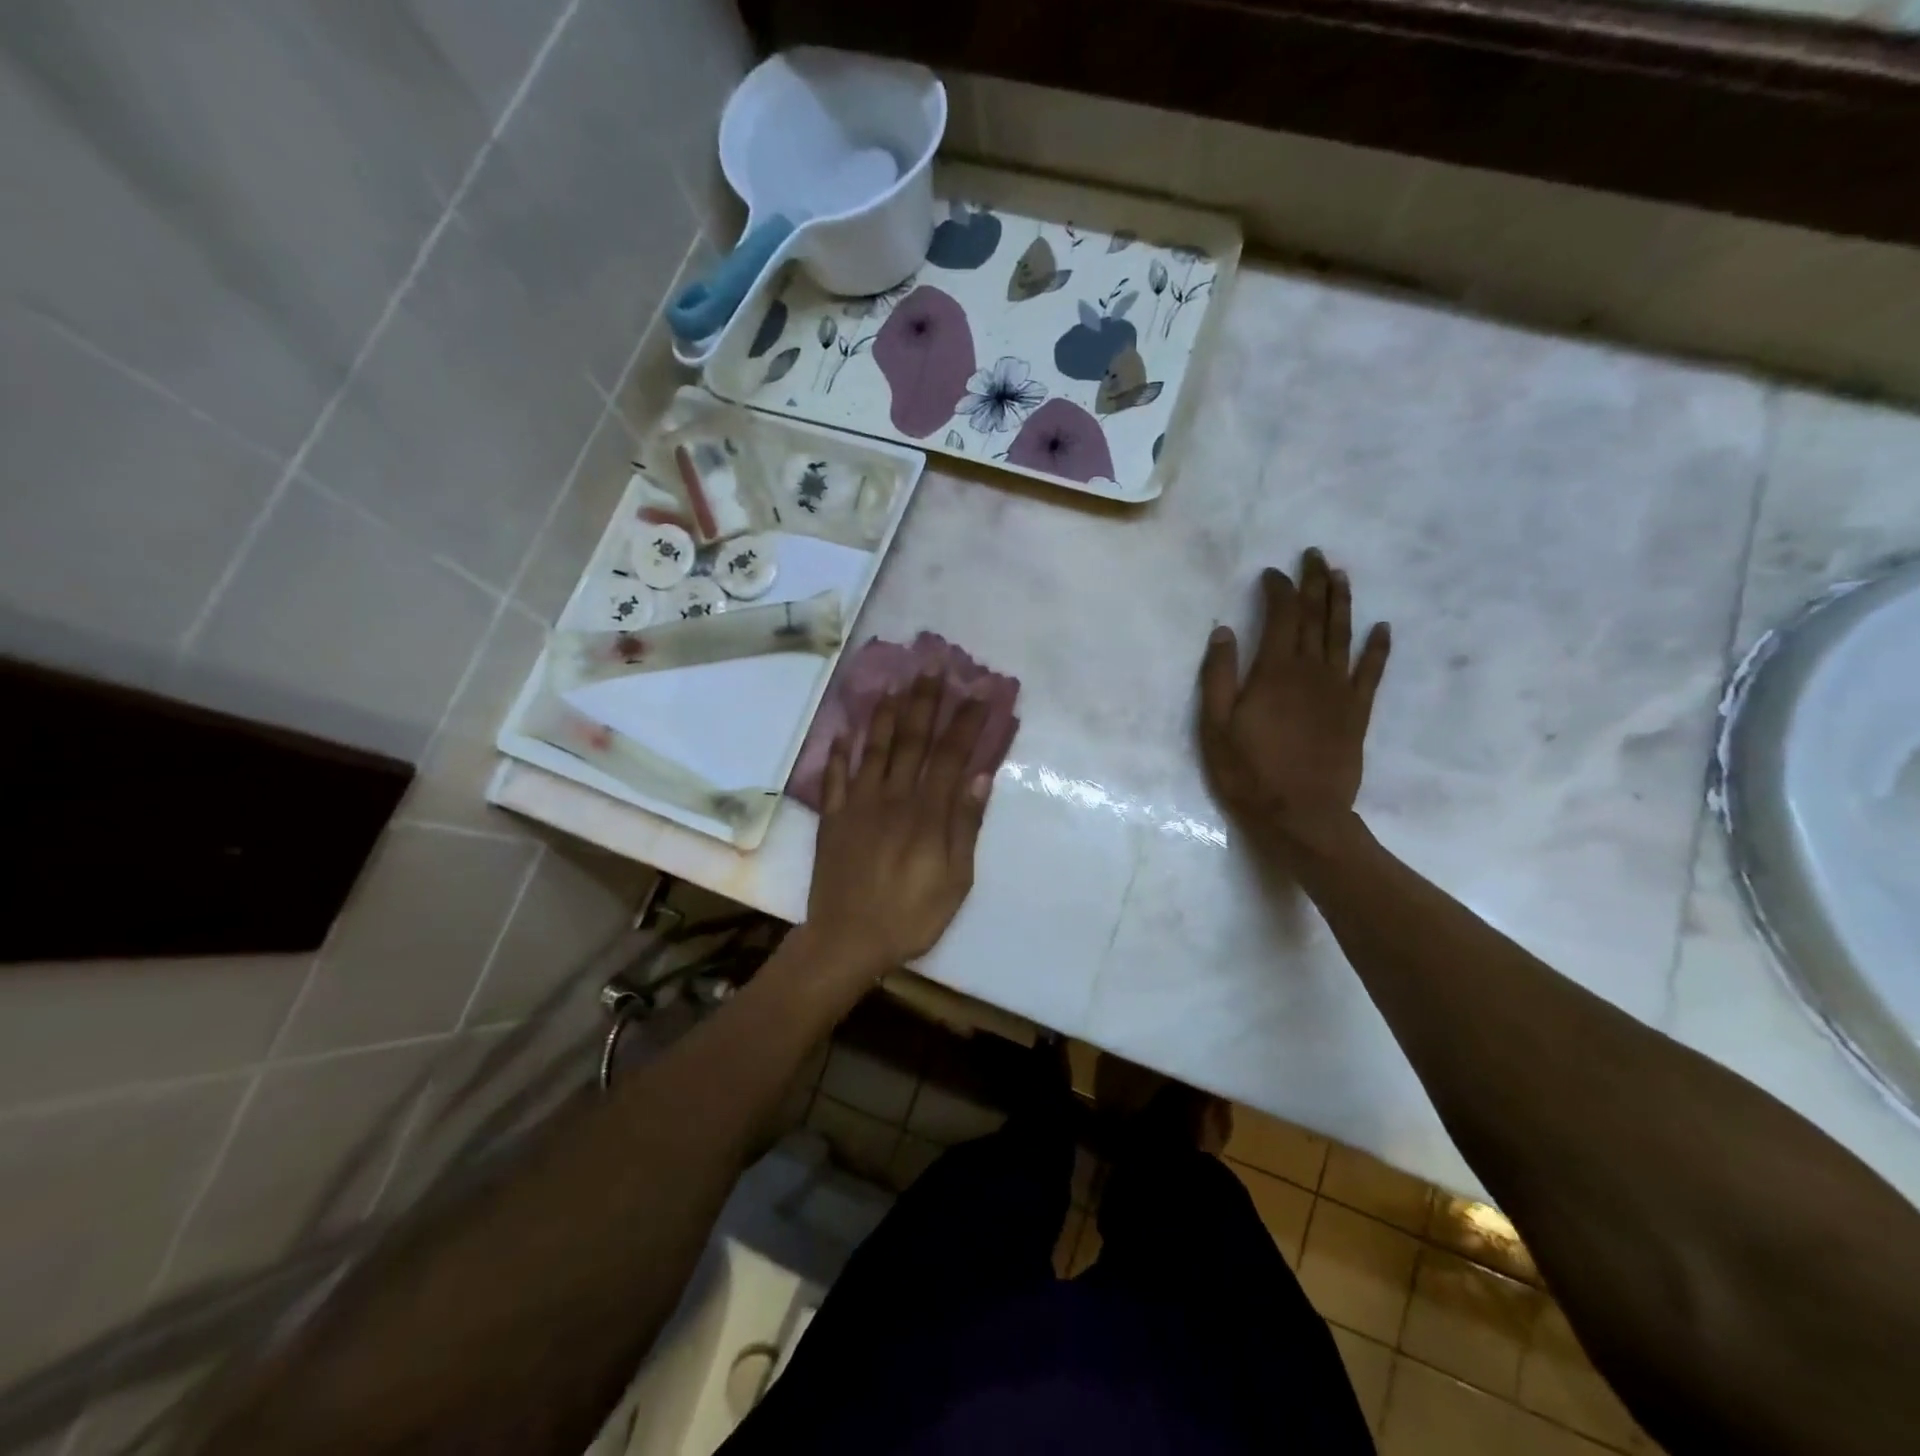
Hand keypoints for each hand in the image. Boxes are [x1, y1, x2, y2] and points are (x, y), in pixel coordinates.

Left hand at [804, 674, 993, 982]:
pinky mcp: (833, 818)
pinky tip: (845, 731)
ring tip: (895, 683)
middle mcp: (892, 797)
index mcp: (926, 813)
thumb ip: (964, 826)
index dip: (965, 722)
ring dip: (886, 714)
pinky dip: (840, 752)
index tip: (979, 691)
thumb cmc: (911, 916)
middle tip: (933, 666)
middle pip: (912, 740)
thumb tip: (979, 777)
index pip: (950, 755)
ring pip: (874, 748)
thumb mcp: (955, 880)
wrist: (847, 940)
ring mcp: (858, 805)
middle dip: (925, 701)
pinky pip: (835, 777)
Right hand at [1198, 550, 1389, 855]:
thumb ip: (1218, 676)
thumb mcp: (1215, 727)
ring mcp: (1339, 690)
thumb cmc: (1249, 772)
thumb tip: (1224, 632)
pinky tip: (1382, 628)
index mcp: (1274, 671)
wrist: (1301, 814)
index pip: (1282, 616)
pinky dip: (1377, 647)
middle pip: (1317, 616)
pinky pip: (1371, 671)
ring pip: (1344, 635)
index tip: (1272, 573)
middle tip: (1314, 555)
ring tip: (1341, 576)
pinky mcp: (1356, 712)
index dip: (1278, 589)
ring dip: (1343, 602)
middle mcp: (1311, 671)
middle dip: (1315, 582)